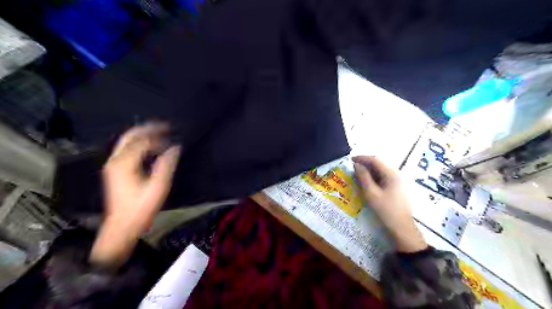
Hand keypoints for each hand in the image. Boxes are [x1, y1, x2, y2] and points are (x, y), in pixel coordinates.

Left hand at [91, 123, 181, 266]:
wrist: (122, 225)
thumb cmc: (141, 208)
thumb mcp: (158, 187)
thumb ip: (166, 165)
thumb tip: (175, 148)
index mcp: (124, 164)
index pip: (142, 141)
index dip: (158, 135)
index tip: (172, 133)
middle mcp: (115, 160)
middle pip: (130, 136)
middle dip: (147, 128)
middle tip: (164, 126)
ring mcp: (113, 165)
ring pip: (126, 141)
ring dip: (143, 135)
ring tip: (159, 133)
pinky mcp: (114, 169)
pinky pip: (126, 149)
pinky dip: (139, 143)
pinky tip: (150, 146)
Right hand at [354, 156, 425, 251]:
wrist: (402, 227)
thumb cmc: (385, 210)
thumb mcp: (371, 193)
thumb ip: (363, 177)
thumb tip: (357, 165)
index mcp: (392, 174)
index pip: (375, 160)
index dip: (362, 158)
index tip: (351, 159)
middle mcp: (397, 174)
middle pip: (379, 164)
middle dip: (365, 164)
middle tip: (353, 168)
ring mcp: (399, 181)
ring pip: (381, 171)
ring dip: (369, 171)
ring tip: (358, 174)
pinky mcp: (398, 187)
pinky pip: (384, 177)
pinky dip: (374, 177)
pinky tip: (367, 182)